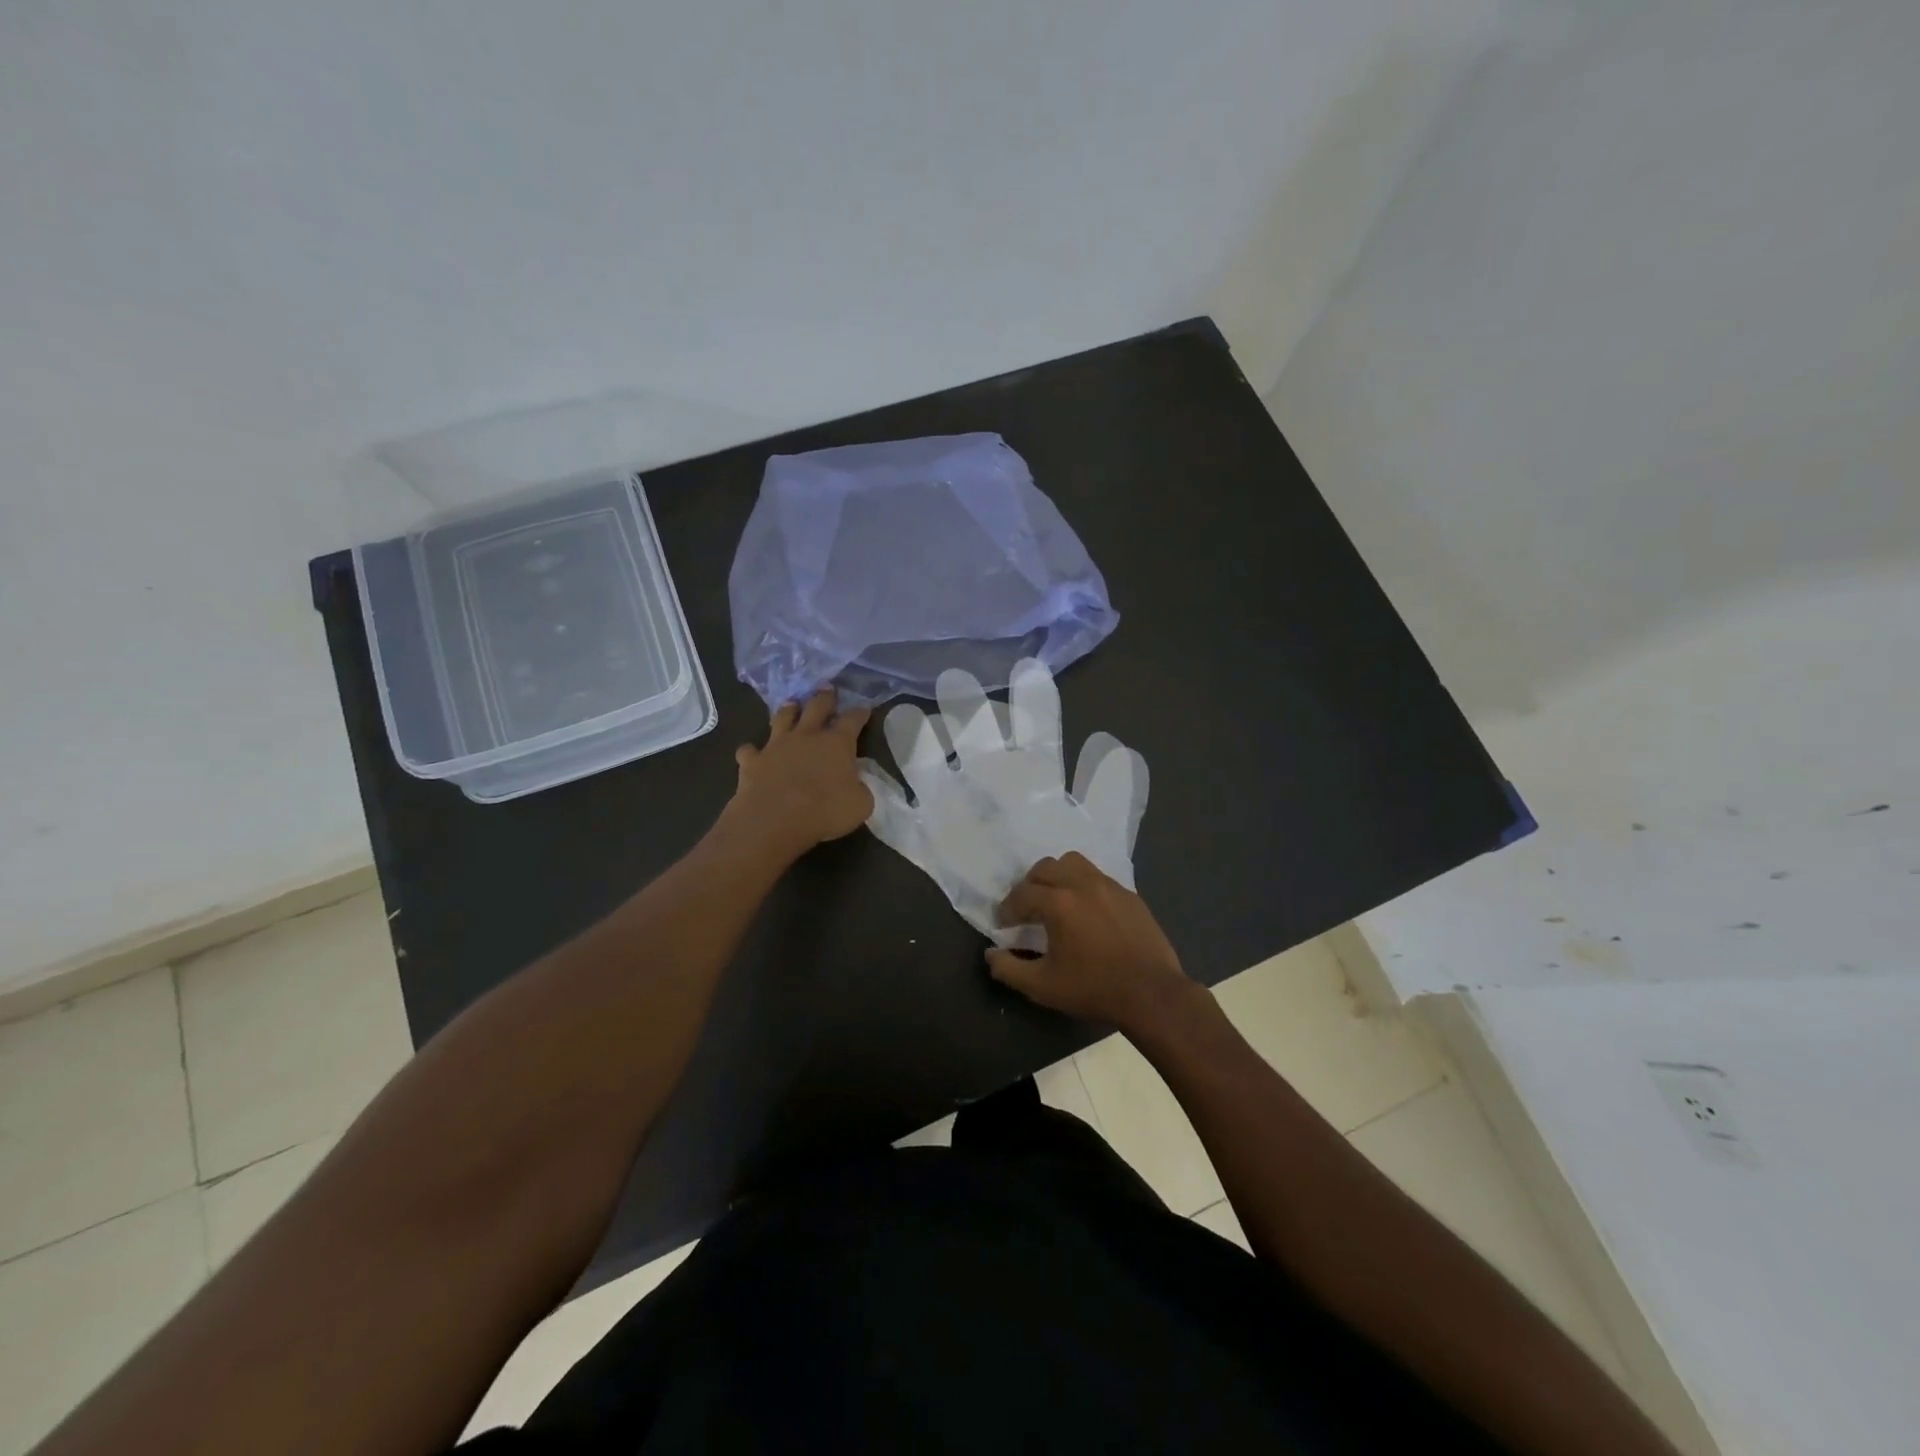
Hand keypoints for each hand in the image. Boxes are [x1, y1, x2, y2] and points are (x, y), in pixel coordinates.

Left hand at [728, 689, 873, 857]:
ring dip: (788, 710)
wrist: (775, 820)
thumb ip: (860, 789)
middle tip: (827, 688)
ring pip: (782, 718)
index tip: (865, 707)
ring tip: (791, 704)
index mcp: (837, 744)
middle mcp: (806, 736)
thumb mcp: (860, 805)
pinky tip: (752, 753)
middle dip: (824, 697)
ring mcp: (776, 745)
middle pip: (816, 707)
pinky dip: (752, 751)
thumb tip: (856, 785)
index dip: (860, 713)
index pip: (853, 720)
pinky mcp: (753, 761)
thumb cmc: (825, 812)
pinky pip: (750, 750)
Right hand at [986, 851, 1192, 1031]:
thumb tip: (991, 954)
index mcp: (1059, 902)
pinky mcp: (1130, 895)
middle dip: (1030, 885)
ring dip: (1058, 876)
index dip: (1007, 909)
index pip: (1022, 894)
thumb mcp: (1043, 986)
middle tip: (1027, 910)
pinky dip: (1084, 886)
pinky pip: (1098, 877)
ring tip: (1056, 900)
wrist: (1152, 994)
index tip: (1005, 925)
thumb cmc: (1093, 989)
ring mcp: (1109, 886)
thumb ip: (1009, 969)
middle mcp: (1082, 884)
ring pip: (1074, 863)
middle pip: (1046, 868)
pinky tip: (1087, 912)